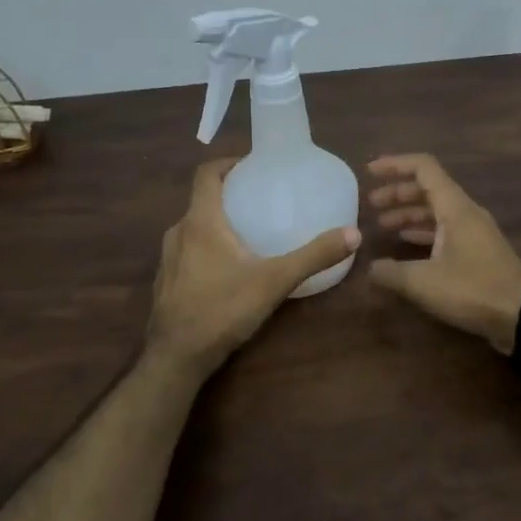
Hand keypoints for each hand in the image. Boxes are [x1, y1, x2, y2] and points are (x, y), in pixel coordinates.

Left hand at [145, 159, 360, 380]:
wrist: (175, 358)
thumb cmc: (222, 309)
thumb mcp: (274, 281)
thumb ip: (313, 257)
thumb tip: (353, 234)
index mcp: (201, 221)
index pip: (206, 173)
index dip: (227, 162)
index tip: (253, 165)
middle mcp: (179, 231)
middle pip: (202, 200)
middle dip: (229, 194)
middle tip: (261, 198)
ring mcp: (168, 258)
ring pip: (194, 227)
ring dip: (218, 222)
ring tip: (249, 232)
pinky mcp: (166, 281)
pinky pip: (188, 250)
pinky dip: (207, 247)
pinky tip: (229, 268)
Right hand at [365, 154, 520, 353]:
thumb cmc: (473, 290)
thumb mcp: (424, 282)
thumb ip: (392, 272)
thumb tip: (370, 267)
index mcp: (454, 208)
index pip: (423, 168)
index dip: (395, 165)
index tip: (370, 172)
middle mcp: (465, 212)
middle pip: (428, 188)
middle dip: (397, 192)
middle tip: (371, 204)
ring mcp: (474, 231)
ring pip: (436, 210)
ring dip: (409, 213)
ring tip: (382, 225)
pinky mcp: (478, 250)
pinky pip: (445, 229)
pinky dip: (423, 230)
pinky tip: (406, 243)